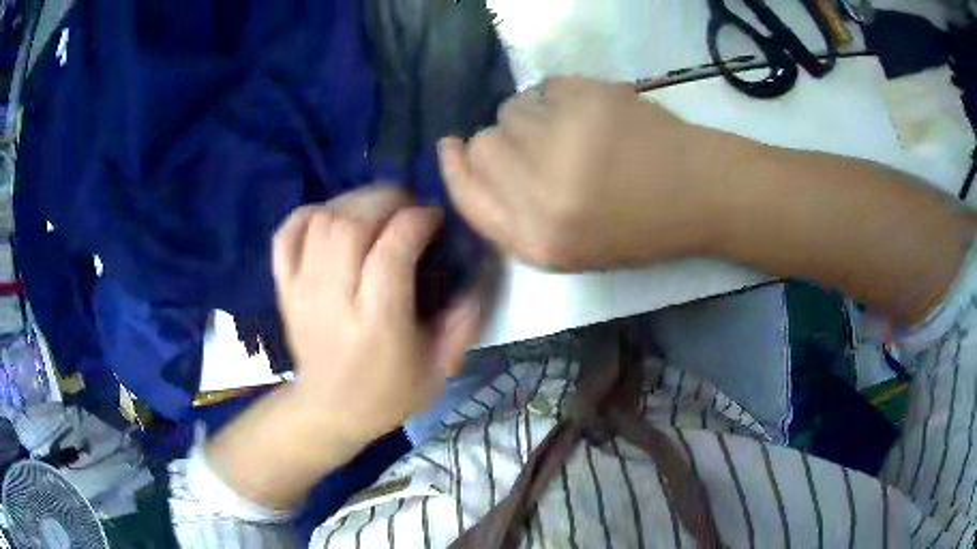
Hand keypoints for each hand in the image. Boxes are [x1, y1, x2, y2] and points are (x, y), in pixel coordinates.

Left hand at [273, 185, 481, 443]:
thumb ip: (463, 322)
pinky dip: (310, 213)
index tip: (434, 218)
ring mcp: (301, 291)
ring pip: (321, 221)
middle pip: (350, 225)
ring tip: (377, 209)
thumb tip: (475, 274)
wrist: (328, 410)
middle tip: (408, 206)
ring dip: (354, 202)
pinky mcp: (284, 287)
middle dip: (386, 200)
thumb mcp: (439, 368)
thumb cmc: (387, 393)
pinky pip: (288, 232)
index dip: (416, 221)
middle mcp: (333, 301)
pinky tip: (334, 218)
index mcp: (376, 325)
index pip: (391, 251)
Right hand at [438, 77, 728, 270]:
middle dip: (502, 142)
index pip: (466, 194)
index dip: (453, 167)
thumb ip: (512, 214)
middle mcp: (540, 194)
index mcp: (537, 241)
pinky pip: (543, 87)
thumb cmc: (639, 227)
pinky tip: (594, 116)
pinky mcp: (585, 99)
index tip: (450, 147)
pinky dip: (560, 98)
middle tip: (542, 146)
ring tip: (575, 132)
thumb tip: (467, 157)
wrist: (700, 192)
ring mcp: (563, 141)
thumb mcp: (569, 247)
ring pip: (510, 110)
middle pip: (480, 145)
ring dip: (533, 118)